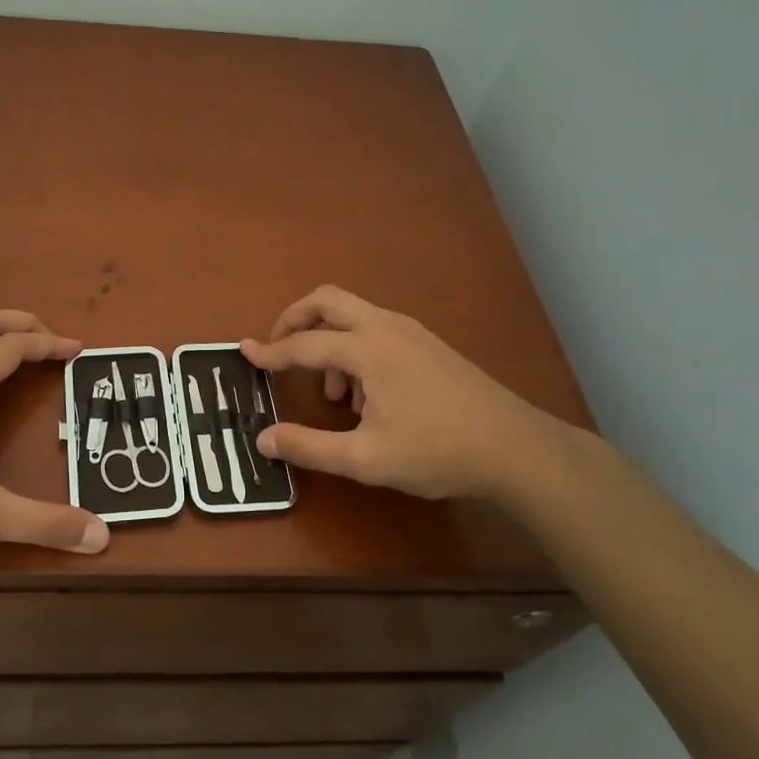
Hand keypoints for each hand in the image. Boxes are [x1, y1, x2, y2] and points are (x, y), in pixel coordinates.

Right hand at [241, 286, 583, 504]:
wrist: (514, 448)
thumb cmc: (436, 451)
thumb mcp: (365, 459)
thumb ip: (309, 447)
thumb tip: (262, 439)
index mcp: (367, 349)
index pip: (304, 344)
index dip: (270, 352)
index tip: (244, 353)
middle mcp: (385, 327)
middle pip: (327, 300)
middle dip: (295, 319)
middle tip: (278, 349)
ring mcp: (410, 331)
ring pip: (353, 315)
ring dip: (329, 340)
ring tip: (335, 396)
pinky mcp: (427, 344)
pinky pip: (376, 330)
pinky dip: (355, 349)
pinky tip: (368, 398)